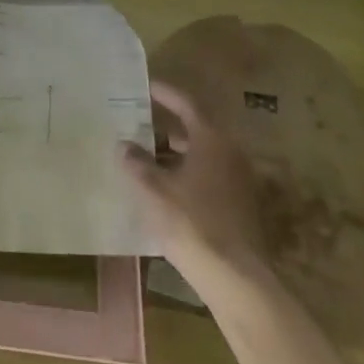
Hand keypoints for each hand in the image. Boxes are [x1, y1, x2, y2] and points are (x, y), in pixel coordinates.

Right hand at [121, 80, 272, 290]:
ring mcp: (238, 181)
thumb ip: (136, 162)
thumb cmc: (191, 222)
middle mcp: (230, 154)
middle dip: (164, 126)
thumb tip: (124, 145)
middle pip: (195, 129)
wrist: (235, 278)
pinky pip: (207, 176)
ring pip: (201, 155)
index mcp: (212, 140)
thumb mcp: (153, 189)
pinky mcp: (238, 206)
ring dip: (173, 153)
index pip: (187, 104)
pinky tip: (161, 187)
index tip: (144, 85)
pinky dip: (184, 173)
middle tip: (136, 122)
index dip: (164, 93)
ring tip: (141, 156)